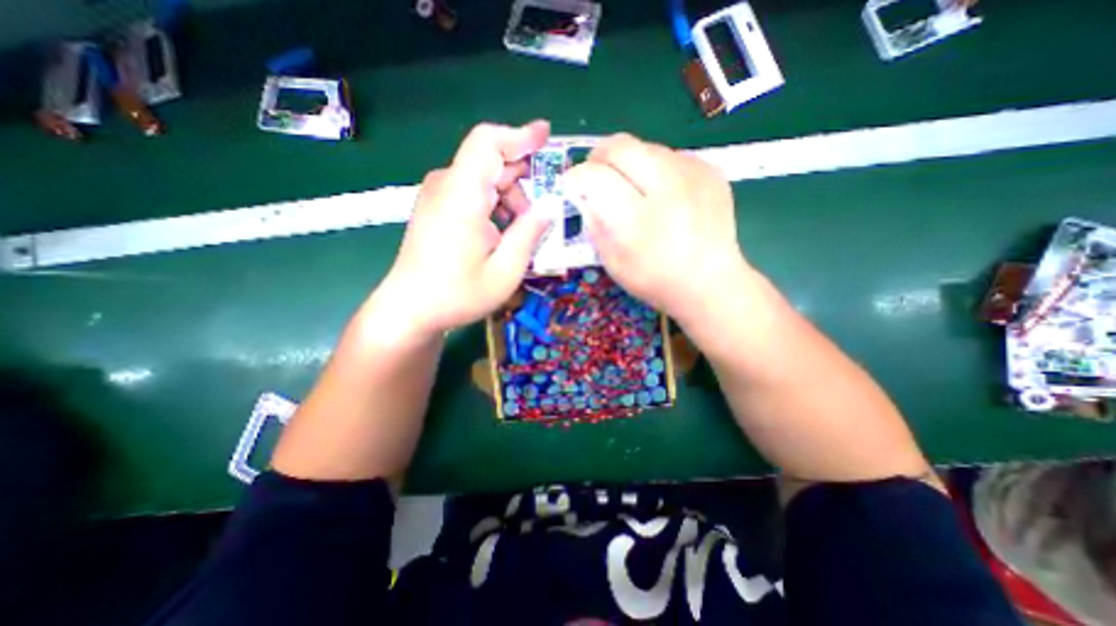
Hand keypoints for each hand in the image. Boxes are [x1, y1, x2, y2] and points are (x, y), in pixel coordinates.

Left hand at [369, 120, 553, 338]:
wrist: (410, 309)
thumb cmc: (458, 295)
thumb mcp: (505, 271)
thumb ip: (529, 234)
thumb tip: (549, 207)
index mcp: (463, 196)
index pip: (488, 143)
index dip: (520, 135)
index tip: (547, 137)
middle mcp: (447, 186)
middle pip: (490, 161)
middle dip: (523, 178)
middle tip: (544, 209)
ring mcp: (438, 196)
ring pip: (484, 178)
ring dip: (510, 196)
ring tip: (524, 231)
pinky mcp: (437, 208)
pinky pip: (472, 192)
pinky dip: (495, 204)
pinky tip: (504, 232)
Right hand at [569, 133, 747, 327]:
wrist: (710, 283)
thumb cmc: (655, 280)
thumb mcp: (612, 262)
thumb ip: (594, 224)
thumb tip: (583, 194)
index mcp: (636, 220)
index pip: (595, 176)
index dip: (577, 177)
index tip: (574, 186)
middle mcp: (666, 188)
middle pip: (620, 145)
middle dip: (599, 156)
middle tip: (596, 174)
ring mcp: (693, 174)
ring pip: (645, 146)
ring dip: (628, 162)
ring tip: (631, 187)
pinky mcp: (710, 170)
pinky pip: (670, 156)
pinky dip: (655, 168)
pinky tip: (661, 193)